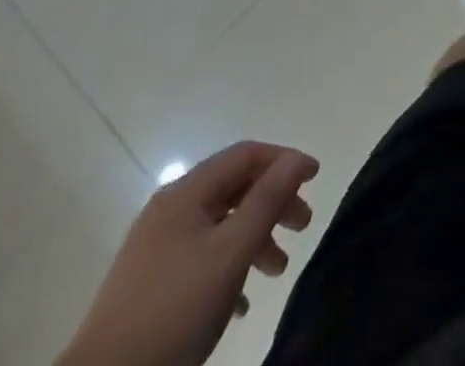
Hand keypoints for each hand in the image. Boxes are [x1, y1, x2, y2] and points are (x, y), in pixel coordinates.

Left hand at [59, 142, 318, 365]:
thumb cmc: (174, 310)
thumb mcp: (230, 253)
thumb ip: (267, 200)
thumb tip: (298, 159)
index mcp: (186, 192)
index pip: (245, 154)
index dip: (284, 160)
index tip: (315, 179)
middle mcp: (170, 209)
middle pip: (234, 187)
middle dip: (273, 202)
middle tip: (303, 227)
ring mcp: (156, 247)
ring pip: (219, 225)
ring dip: (254, 238)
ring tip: (277, 270)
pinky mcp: (149, 284)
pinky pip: (201, 257)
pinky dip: (229, 266)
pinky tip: (242, 301)